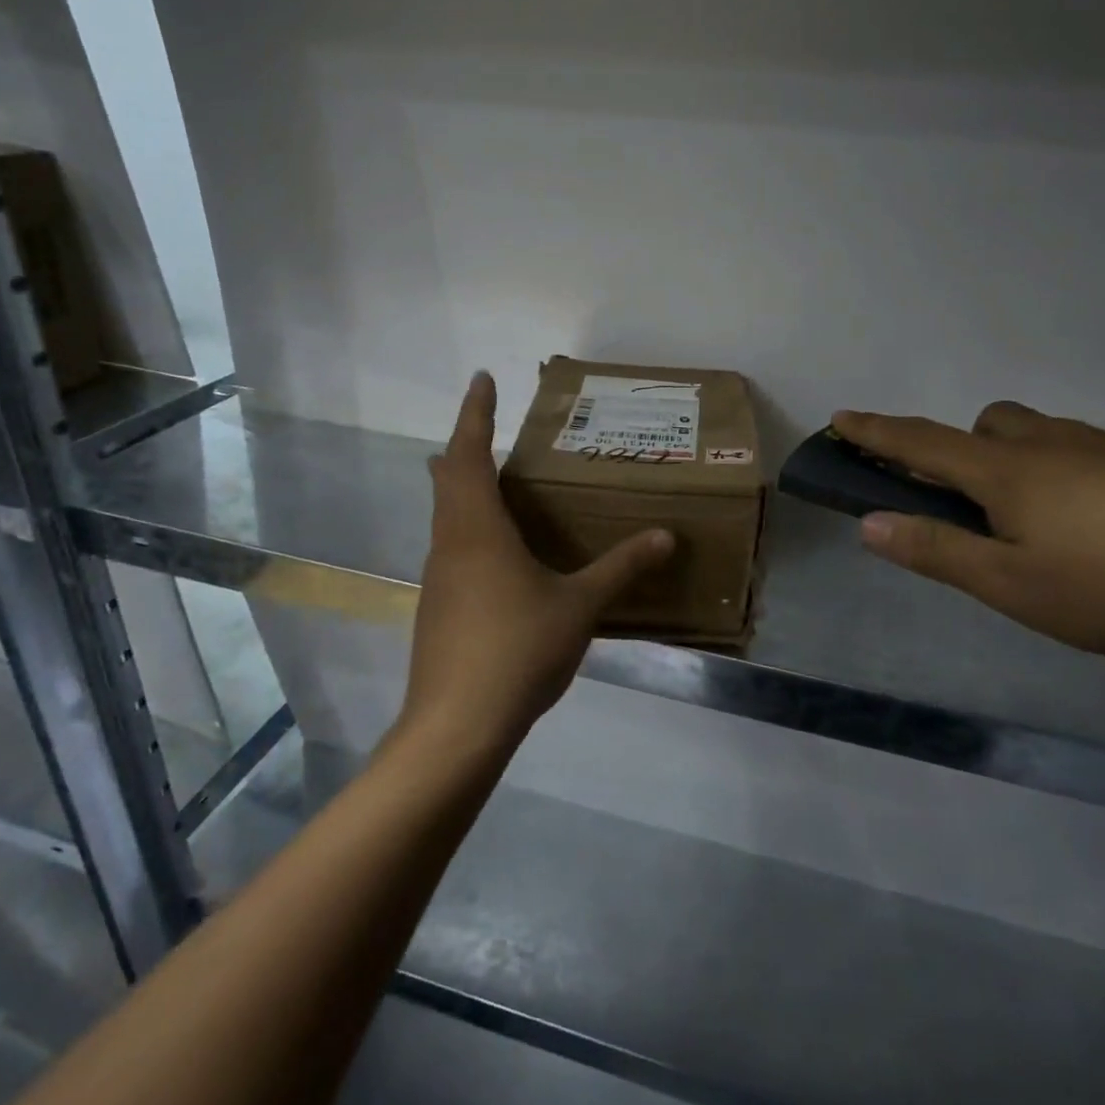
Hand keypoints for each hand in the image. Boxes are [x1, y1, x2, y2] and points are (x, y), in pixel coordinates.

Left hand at [402, 372, 674, 756]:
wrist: (457, 725)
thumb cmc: (517, 649)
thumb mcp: (579, 605)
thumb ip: (622, 567)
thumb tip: (667, 536)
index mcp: (478, 528)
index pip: (470, 452)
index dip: (475, 412)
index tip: (482, 378)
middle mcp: (450, 543)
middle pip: (448, 479)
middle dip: (466, 446)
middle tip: (489, 427)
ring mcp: (439, 578)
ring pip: (446, 515)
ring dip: (464, 488)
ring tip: (496, 482)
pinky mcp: (438, 607)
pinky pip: (452, 547)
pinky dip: (470, 527)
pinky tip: (498, 553)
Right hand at [832, 402, 1104, 660]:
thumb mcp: (1012, 585)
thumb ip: (936, 552)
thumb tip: (868, 523)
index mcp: (1006, 473)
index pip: (921, 444)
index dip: (876, 433)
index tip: (841, 417)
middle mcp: (1051, 445)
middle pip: (987, 425)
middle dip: (962, 448)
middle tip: (971, 502)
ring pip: (1042, 435)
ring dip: (1018, 460)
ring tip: (1041, 524)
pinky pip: (1088, 452)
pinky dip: (1070, 474)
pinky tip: (1104, 527)